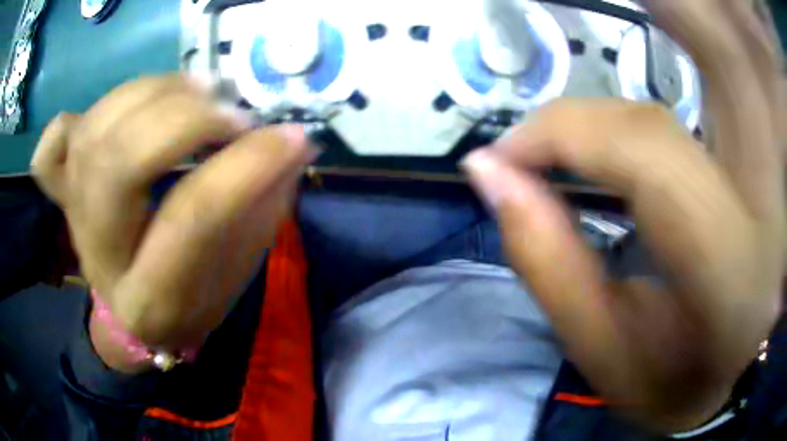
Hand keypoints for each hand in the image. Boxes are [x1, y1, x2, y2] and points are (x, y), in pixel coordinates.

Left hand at [31, 75, 315, 371]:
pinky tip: (124, 112)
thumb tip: (291, 143)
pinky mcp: (62, 190)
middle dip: (186, 121)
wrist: (132, 320)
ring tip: (197, 93)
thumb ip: (261, 208)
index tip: (291, 137)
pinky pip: (53, 141)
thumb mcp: (234, 274)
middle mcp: (98, 254)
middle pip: (120, 162)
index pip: (190, 218)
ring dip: (152, 94)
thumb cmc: (190, 304)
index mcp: (148, 299)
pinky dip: (83, 114)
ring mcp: (71, 214)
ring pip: (93, 131)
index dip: (244, 168)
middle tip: (233, 113)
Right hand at [463, 0, 784, 432]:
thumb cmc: (665, 382)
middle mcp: (765, 201)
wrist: (724, 380)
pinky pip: (728, 75)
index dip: (565, 130)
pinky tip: (666, 41)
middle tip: (593, 37)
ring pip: (724, 53)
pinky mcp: (765, 161)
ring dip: (677, 18)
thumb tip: (488, 172)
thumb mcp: (599, 350)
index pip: (646, 147)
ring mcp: (771, 173)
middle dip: (661, 15)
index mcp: (730, 270)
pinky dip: (692, 41)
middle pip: (716, 51)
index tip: (508, 154)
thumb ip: (545, 260)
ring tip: (631, 21)